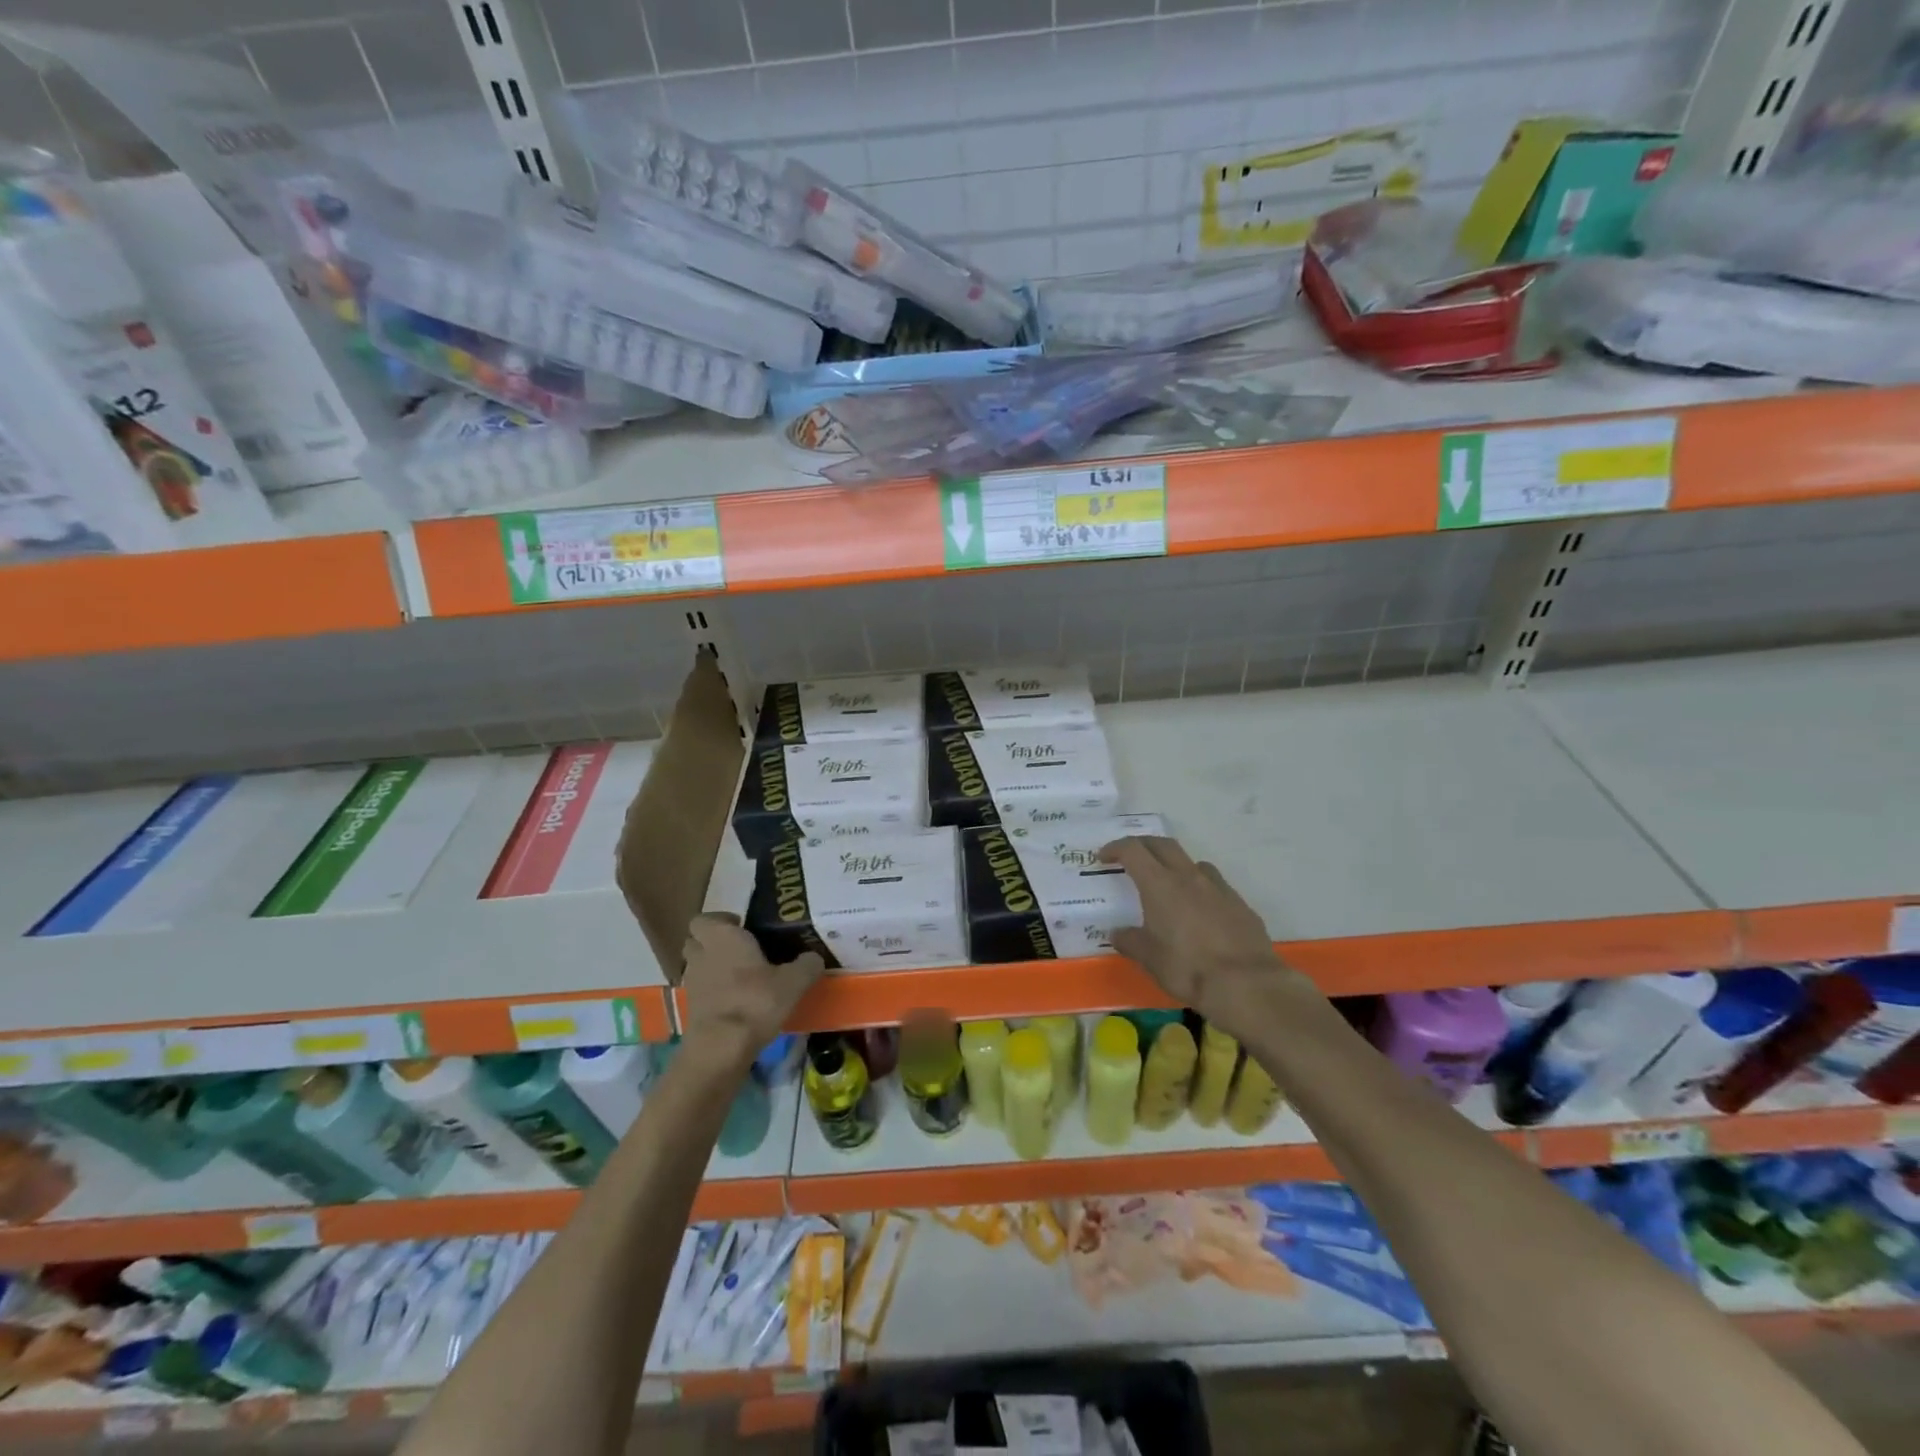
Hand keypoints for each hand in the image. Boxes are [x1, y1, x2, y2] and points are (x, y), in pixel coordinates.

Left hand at [678, 914, 823, 1061]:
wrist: (722, 1048)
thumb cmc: (756, 1001)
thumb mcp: (794, 982)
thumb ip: (807, 965)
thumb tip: (815, 958)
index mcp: (723, 937)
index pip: (704, 919)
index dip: (720, 920)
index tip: (741, 926)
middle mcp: (702, 955)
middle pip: (695, 940)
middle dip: (713, 942)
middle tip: (740, 949)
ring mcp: (693, 983)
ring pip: (696, 965)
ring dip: (711, 966)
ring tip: (739, 976)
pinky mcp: (691, 1009)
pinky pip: (700, 990)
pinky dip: (712, 991)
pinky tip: (735, 1000)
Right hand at [1100, 835, 1309, 1035]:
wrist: (1247, 984)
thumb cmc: (1188, 968)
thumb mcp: (1149, 959)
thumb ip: (1130, 941)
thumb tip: (1118, 933)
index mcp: (1160, 884)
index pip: (1133, 850)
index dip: (1115, 848)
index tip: (1104, 857)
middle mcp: (1189, 877)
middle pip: (1163, 845)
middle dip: (1143, 845)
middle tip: (1130, 858)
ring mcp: (1218, 888)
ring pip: (1192, 862)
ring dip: (1175, 865)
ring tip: (1168, 885)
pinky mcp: (1240, 904)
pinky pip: (1215, 885)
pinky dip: (1200, 889)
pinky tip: (1200, 912)